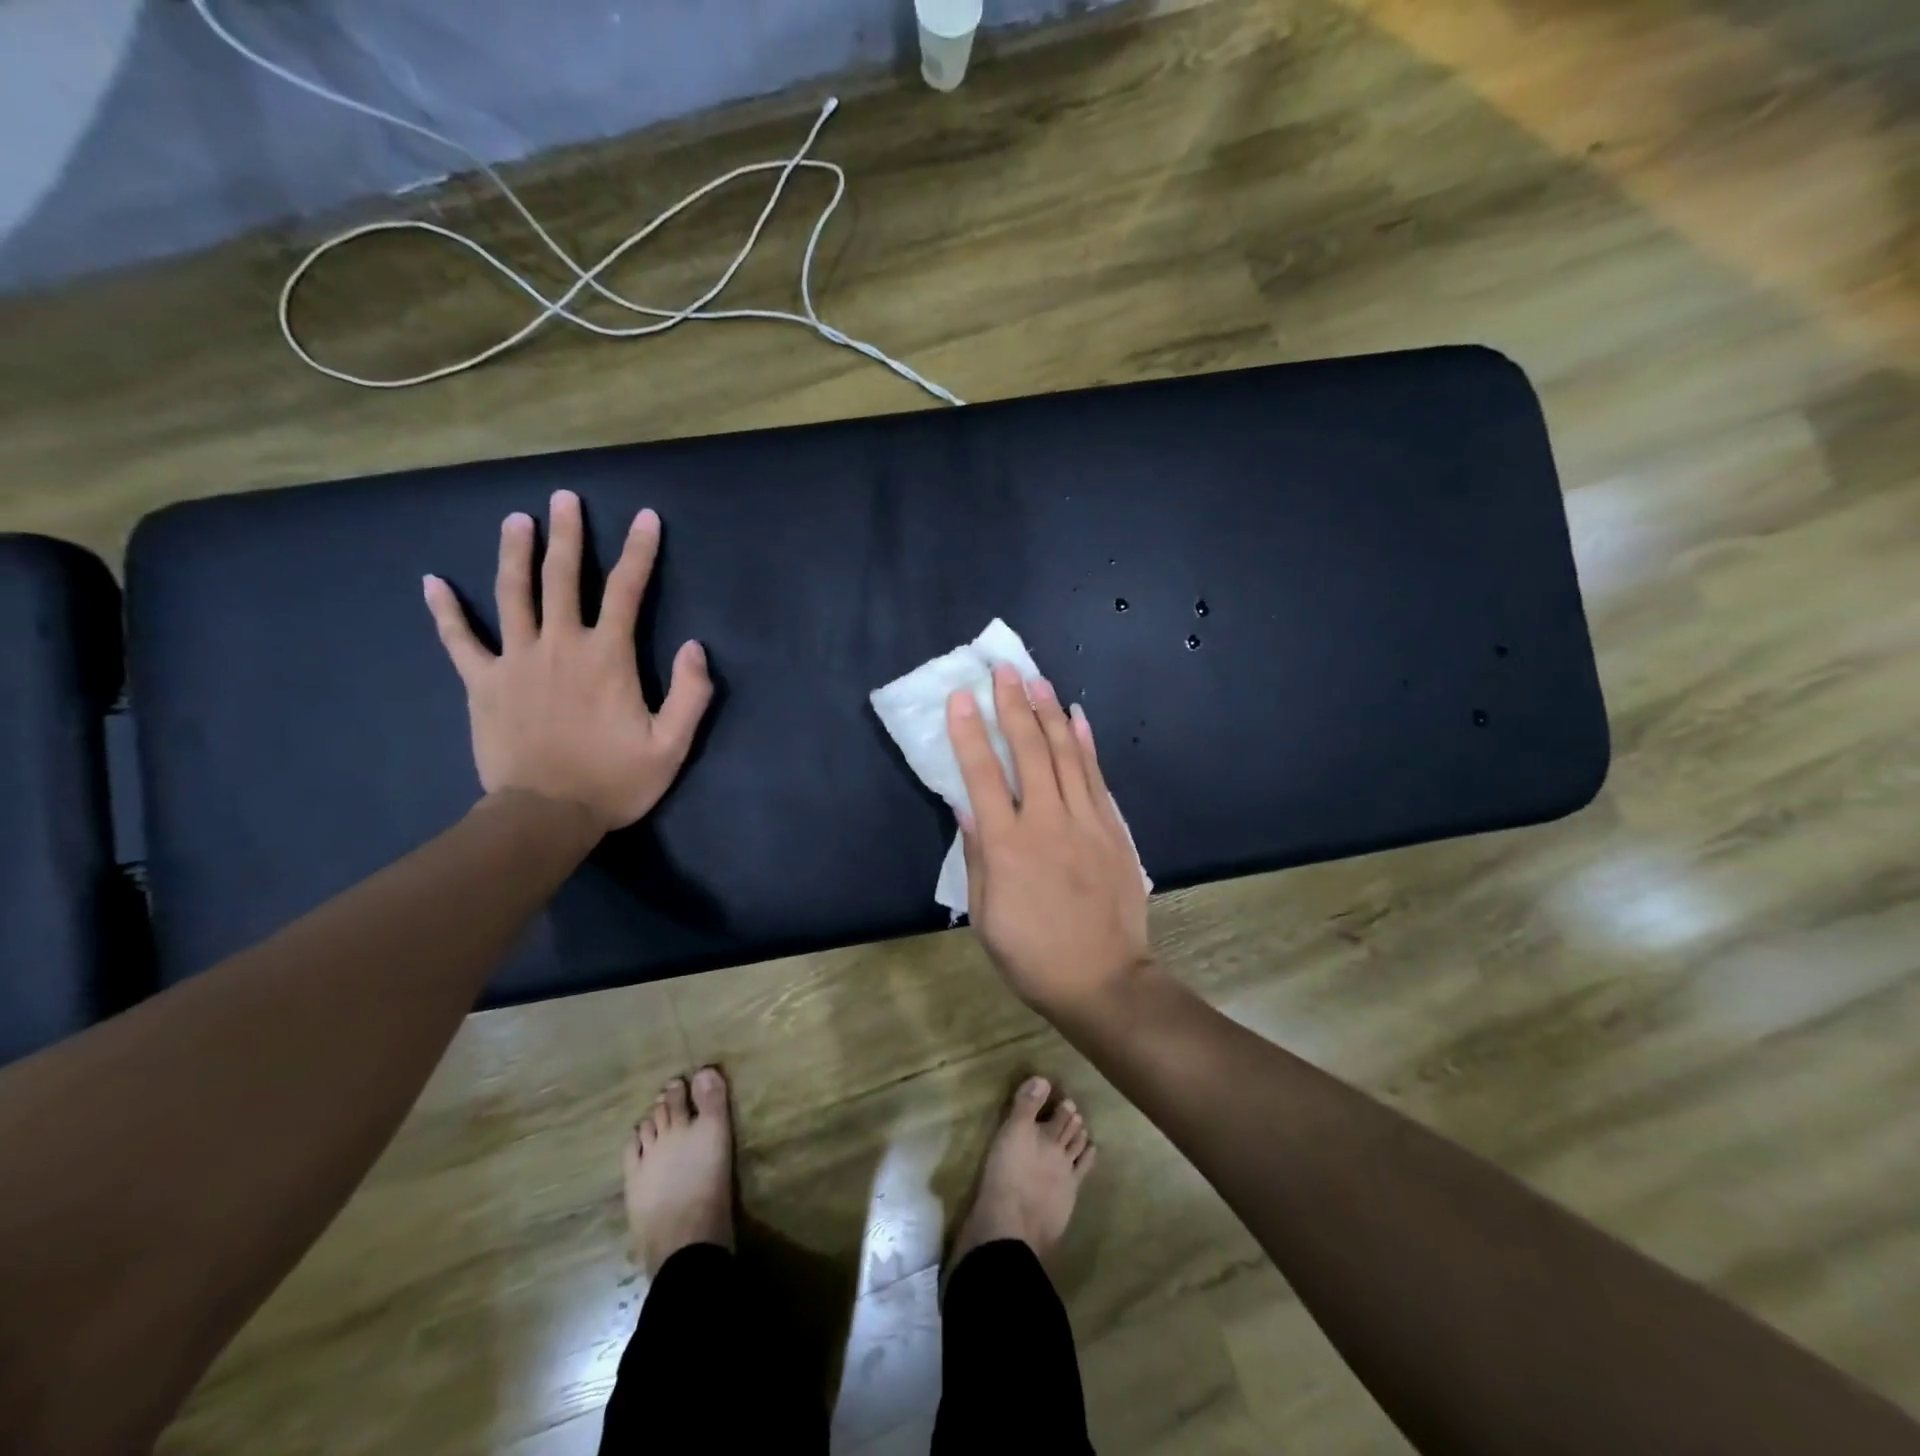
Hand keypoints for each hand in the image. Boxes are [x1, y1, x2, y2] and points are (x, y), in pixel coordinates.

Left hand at [424, 489, 712, 833]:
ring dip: (515, 553)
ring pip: (512, 594)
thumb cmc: (614, 781)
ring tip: (516, 519)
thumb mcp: (671, 746)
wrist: (545, 815)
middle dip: (568, 535)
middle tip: (565, 497)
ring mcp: (515, 661)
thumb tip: (695, 646)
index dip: (639, 551)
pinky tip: (432, 582)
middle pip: (563, 578)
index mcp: (607, 657)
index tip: (646, 518)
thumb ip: (690, 694)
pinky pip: (459, 640)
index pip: (626, 590)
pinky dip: (445, 611)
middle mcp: (560, 646)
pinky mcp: (482, 683)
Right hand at [948, 665, 1150, 1012]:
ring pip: (1067, 755)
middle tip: (1003, 670)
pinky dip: (1087, 744)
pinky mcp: (1113, 829)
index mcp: (1008, 846)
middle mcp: (1047, 823)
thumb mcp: (986, 914)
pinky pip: (1097, 777)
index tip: (962, 697)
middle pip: (1028, 752)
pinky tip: (1078, 717)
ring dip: (1050, 713)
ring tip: (1037, 679)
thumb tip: (966, 806)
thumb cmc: (1032, 954)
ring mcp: (1086, 822)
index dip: (969, 733)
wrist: (1104, 979)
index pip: (982, 776)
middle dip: (1013, 706)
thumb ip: (979, 855)